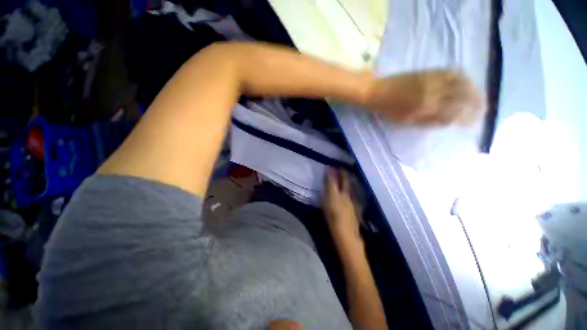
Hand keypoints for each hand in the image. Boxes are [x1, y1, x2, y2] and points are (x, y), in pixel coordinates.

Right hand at [322, 168, 361, 244]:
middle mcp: (344, 195)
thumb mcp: (324, 207)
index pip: (332, 180)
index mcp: (335, 195)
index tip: (329, 166)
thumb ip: (324, 196)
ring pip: (350, 186)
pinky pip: (353, 193)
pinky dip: (350, 188)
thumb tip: (324, 188)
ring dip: (347, 179)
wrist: (347, 233)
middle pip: (344, 181)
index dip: (330, 173)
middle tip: (340, 167)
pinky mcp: (356, 204)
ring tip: (346, 174)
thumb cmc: (332, 221)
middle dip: (342, 172)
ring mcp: (351, 199)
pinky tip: (349, 189)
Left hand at [363, 70, 482, 125]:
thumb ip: (427, 121)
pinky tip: (467, 82)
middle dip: (477, 104)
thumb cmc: (388, 109)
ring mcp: (432, 79)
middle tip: (484, 110)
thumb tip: (447, 121)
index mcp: (426, 108)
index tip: (473, 123)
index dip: (466, 118)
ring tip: (480, 97)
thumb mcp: (405, 121)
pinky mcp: (429, 71)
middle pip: (462, 96)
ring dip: (474, 89)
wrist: (377, 91)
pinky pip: (452, 72)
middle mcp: (434, 92)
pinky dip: (463, 77)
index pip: (454, 113)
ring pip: (462, 82)